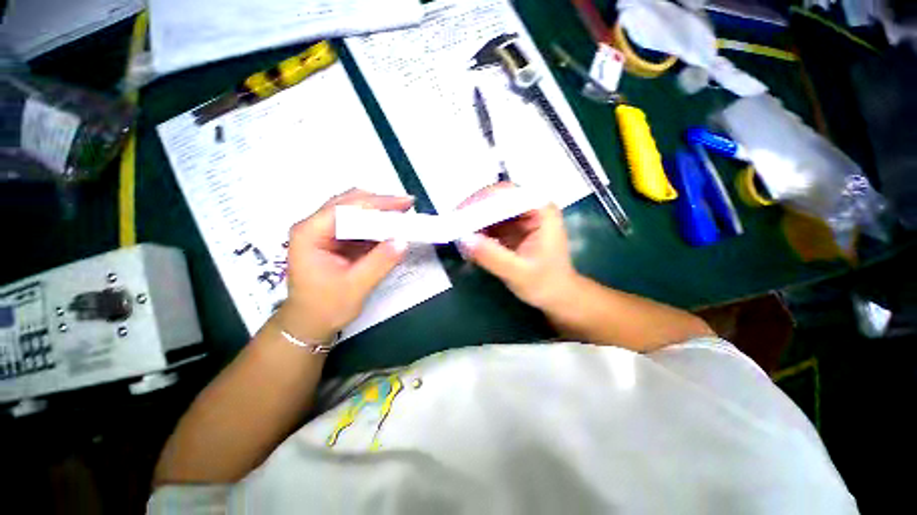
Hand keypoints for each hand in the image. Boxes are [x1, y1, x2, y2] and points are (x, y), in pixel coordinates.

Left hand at [277, 189, 412, 341]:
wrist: (310, 323)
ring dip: (379, 212)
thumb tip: (403, 241)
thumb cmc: (326, 307)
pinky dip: (376, 224)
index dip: (376, 203)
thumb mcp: (356, 286)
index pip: (344, 208)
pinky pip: (358, 224)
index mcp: (310, 234)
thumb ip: (380, 262)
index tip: (403, 203)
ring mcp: (324, 232)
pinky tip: (391, 227)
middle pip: (348, 203)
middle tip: (406, 205)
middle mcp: (314, 227)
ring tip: (403, 214)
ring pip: (354, 211)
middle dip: (379, 203)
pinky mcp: (335, 240)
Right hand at [458, 184, 576, 309]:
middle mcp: (531, 207)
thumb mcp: (518, 273)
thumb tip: (463, 239)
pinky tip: (468, 243)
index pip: (508, 194)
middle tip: (453, 224)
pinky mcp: (512, 227)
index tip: (460, 214)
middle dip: (474, 210)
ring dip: (473, 220)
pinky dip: (477, 230)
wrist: (557, 296)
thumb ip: (492, 256)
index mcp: (541, 211)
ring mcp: (520, 217)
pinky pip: (490, 222)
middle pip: (497, 198)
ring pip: (490, 209)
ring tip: (457, 234)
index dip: (482, 200)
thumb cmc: (545, 284)